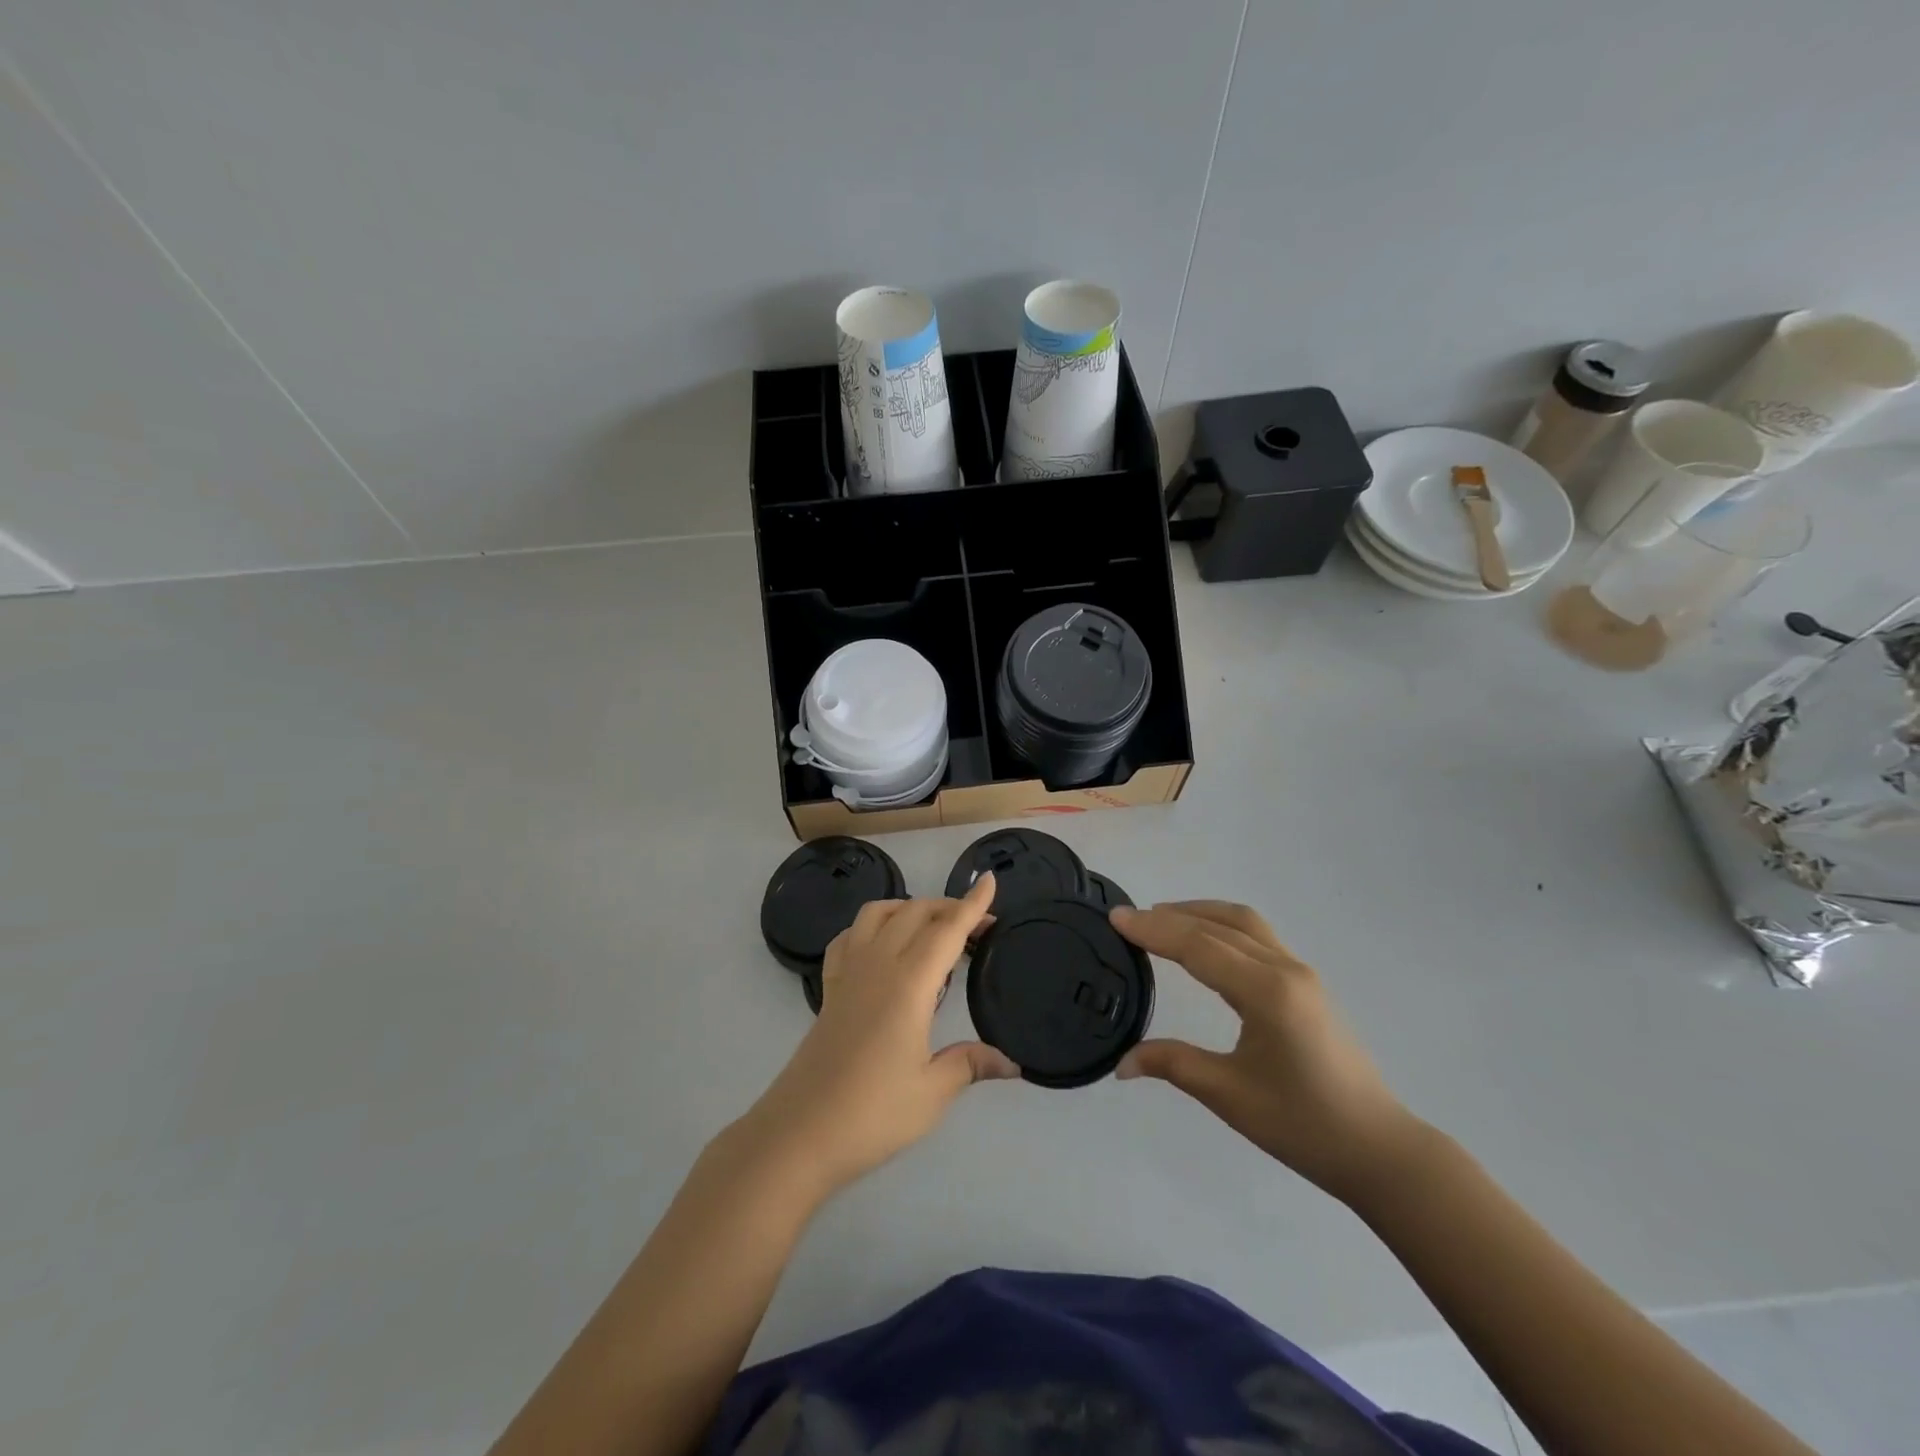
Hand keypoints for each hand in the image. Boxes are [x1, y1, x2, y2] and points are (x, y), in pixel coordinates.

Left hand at [737, 874, 1018, 1198]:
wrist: (799, 1133)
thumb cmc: (871, 1113)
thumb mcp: (931, 1093)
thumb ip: (970, 1065)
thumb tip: (1011, 1063)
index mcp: (908, 984)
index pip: (946, 931)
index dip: (971, 905)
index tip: (990, 881)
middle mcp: (877, 966)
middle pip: (915, 914)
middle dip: (949, 907)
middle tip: (978, 926)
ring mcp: (848, 974)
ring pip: (878, 914)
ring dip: (909, 908)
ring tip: (932, 928)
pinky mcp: (829, 989)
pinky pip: (849, 937)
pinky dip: (872, 926)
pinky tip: (882, 945)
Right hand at [1113, 901, 1423, 1204]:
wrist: (1378, 1149)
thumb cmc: (1303, 1126)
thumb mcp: (1230, 1096)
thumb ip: (1173, 1065)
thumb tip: (1121, 1064)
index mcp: (1266, 993)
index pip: (1198, 947)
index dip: (1154, 930)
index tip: (1116, 918)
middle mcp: (1284, 969)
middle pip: (1219, 926)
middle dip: (1170, 917)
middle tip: (1128, 918)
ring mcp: (1300, 973)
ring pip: (1243, 923)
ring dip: (1199, 913)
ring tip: (1161, 918)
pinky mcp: (1306, 983)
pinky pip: (1258, 936)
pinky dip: (1222, 926)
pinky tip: (1204, 941)